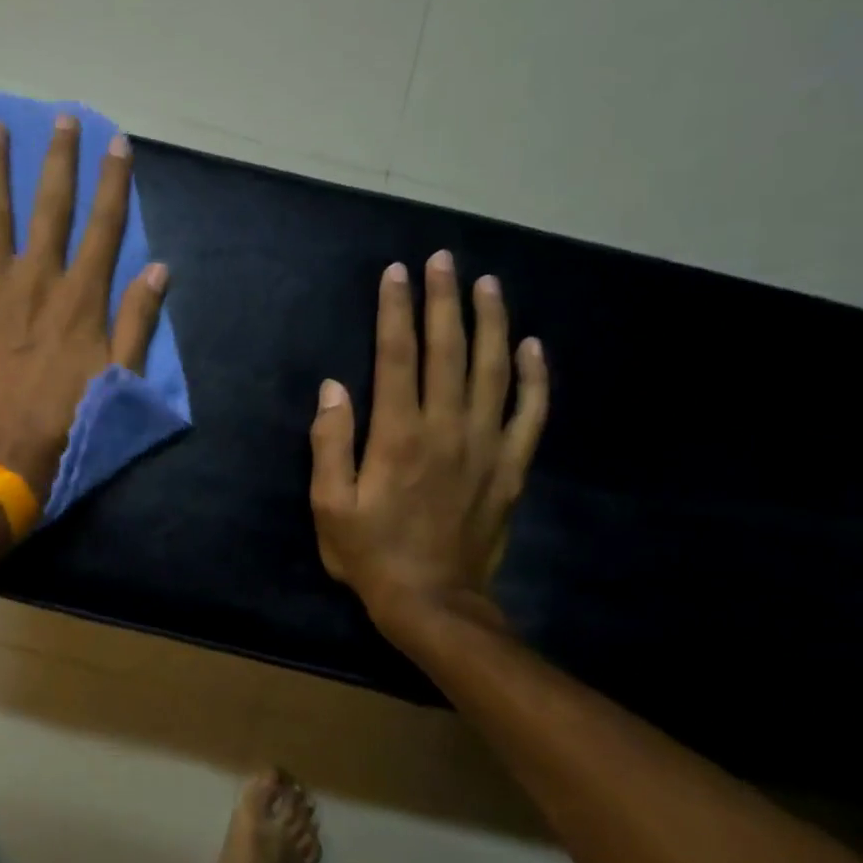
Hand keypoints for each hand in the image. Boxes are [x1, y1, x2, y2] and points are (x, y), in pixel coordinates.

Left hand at [0, 114, 168, 502]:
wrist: (3, 449)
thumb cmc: (67, 417)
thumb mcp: (119, 374)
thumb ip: (138, 318)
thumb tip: (159, 267)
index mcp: (81, 295)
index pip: (104, 225)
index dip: (113, 180)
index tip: (116, 142)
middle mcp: (38, 277)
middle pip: (50, 206)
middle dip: (59, 158)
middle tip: (60, 118)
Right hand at [309, 251, 548, 636]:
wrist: (434, 602)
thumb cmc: (371, 553)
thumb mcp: (329, 505)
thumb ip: (329, 443)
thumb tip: (333, 388)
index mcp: (398, 436)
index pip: (397, 357)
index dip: (395, 311)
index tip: (395, 273)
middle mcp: (447, 429)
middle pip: (449, 351)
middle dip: (443, 301)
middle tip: (442, 260)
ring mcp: (486, 447)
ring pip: (494, 371)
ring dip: (491, 323)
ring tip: (487, 284)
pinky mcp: (511, 468)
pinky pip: (530, 414)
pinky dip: (534, 378)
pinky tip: (533, 347)